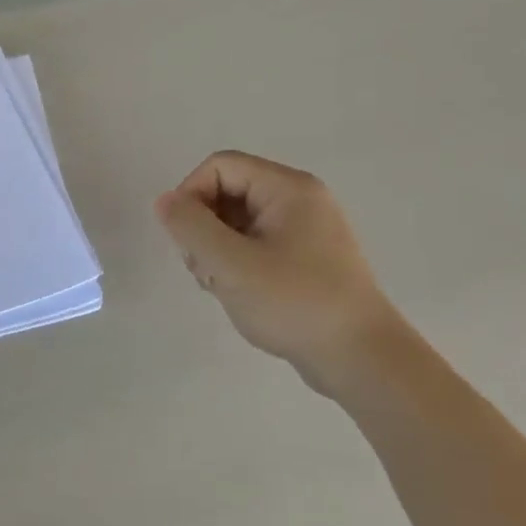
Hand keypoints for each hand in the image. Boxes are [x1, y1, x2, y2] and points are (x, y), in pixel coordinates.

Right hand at [155, 152, 404, 389]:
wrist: (360, 359)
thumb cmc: (294, 304)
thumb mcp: (231, 264)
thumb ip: (190, 226)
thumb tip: (164, 200)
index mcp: (288, 189)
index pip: (220, 166)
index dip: (190, 194)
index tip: (184, 239)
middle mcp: (300, 200)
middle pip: (227, 192)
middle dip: (202, 227)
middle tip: (203, 269)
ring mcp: (305, 230)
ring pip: (236, 221)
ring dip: (215, 249)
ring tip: (220, 286)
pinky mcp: (305, 259)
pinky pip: (254, 244)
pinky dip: (235, 262)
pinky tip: (237, 293)